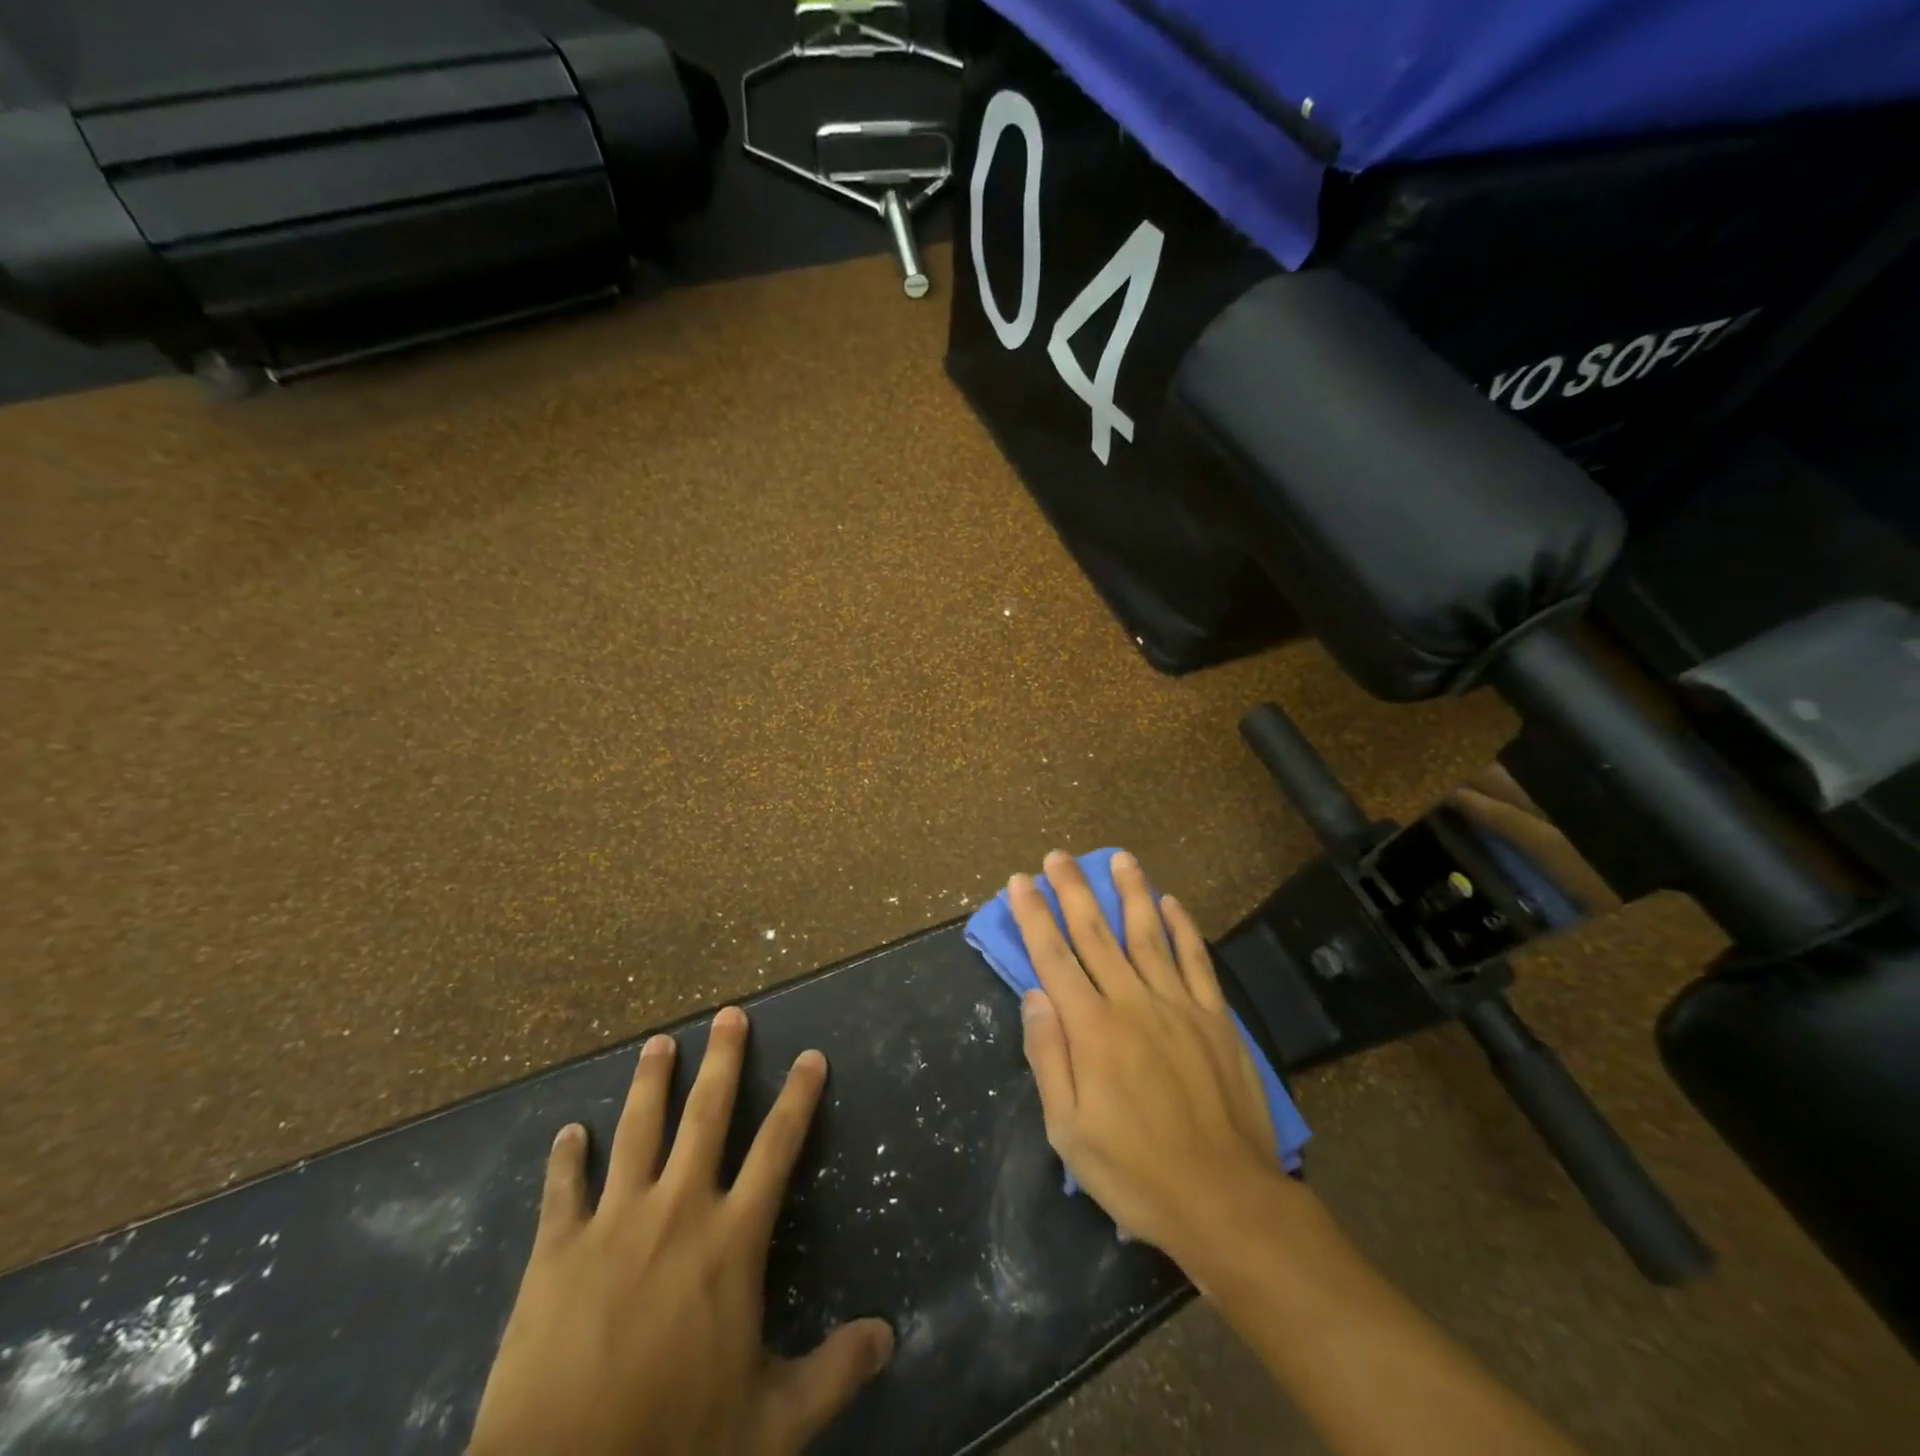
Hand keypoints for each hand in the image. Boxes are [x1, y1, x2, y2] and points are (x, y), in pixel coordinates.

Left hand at [468, 1007, 894, 1455]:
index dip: (798, 1098)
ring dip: (649, 1083)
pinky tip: (569, 1133)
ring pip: (636, 1132)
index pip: (777, 1149)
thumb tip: (889, 1336)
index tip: (811, 1056)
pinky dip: (566, 1159)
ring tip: (658, 1043)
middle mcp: (677, 1211)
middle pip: (705, 1117)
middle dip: (721, 1061)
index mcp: (731, 1241)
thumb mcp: (771, 1422)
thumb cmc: (675, 1446)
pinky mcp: (556, 1252)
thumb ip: (833, 1372)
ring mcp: (613, 1224)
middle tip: (728, 1015)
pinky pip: (563, 1191)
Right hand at [1011, 851, 1287, 1261]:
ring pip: (1148, 934)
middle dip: (1072, 891)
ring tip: (1118, 858)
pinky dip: (1182, 928)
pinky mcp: (1214, 1018)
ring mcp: (1178, 1006)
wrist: (1225, 1200)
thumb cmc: (1135, 1172)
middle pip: (1095, 933)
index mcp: (1091, 1029)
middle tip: (1058, 856)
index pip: (1053, 957)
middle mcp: (1132, 1002)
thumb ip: (1048, 1056)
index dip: (1033, 916)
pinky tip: (1171, 903)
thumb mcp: (1068, 1131)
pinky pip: (1195, 960)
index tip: (1020, 883)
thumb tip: (1034, 994)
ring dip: (1130, 892)